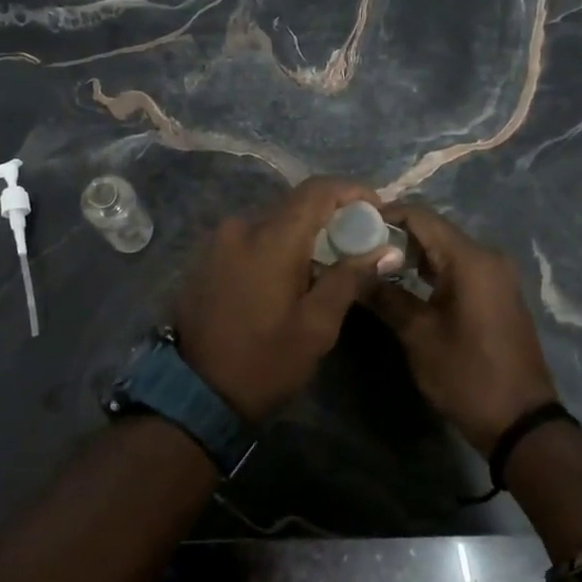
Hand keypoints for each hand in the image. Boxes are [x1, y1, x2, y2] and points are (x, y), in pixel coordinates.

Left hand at [172, 177, 403, 422]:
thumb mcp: (317, 326)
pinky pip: (252, 238)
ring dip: (303, 235)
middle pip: (295, 205)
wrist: (195, 392)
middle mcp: (241, 227)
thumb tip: (386, 249)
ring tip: (327, 264)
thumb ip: (350, 278)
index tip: (377, 208)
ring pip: (273, 222)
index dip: (352, 191)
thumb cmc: (265, 362)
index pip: (317, 190)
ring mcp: (219, 241)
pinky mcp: (207, 257)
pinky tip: (290, 275)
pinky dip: (277, 246)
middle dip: (331, 217)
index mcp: (271, 238)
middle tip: (359, 243)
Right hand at [365, 202, 559, 452]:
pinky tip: (403, 282)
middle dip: (394, 236)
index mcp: (470, 260)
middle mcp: (487, 257)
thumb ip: (385, 296)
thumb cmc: (467, 375)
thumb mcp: (418, 335)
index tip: (352, 223)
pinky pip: (458, 268)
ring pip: (445, 250)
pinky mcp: (496, 294)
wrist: (521, 421)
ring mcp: (496, 275)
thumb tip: (353, 273)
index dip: (385, 215)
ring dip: (411, 254)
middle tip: (356, 246)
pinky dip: (430, 270)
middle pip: (433, 230)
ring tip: (372, 264)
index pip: (421, 217)